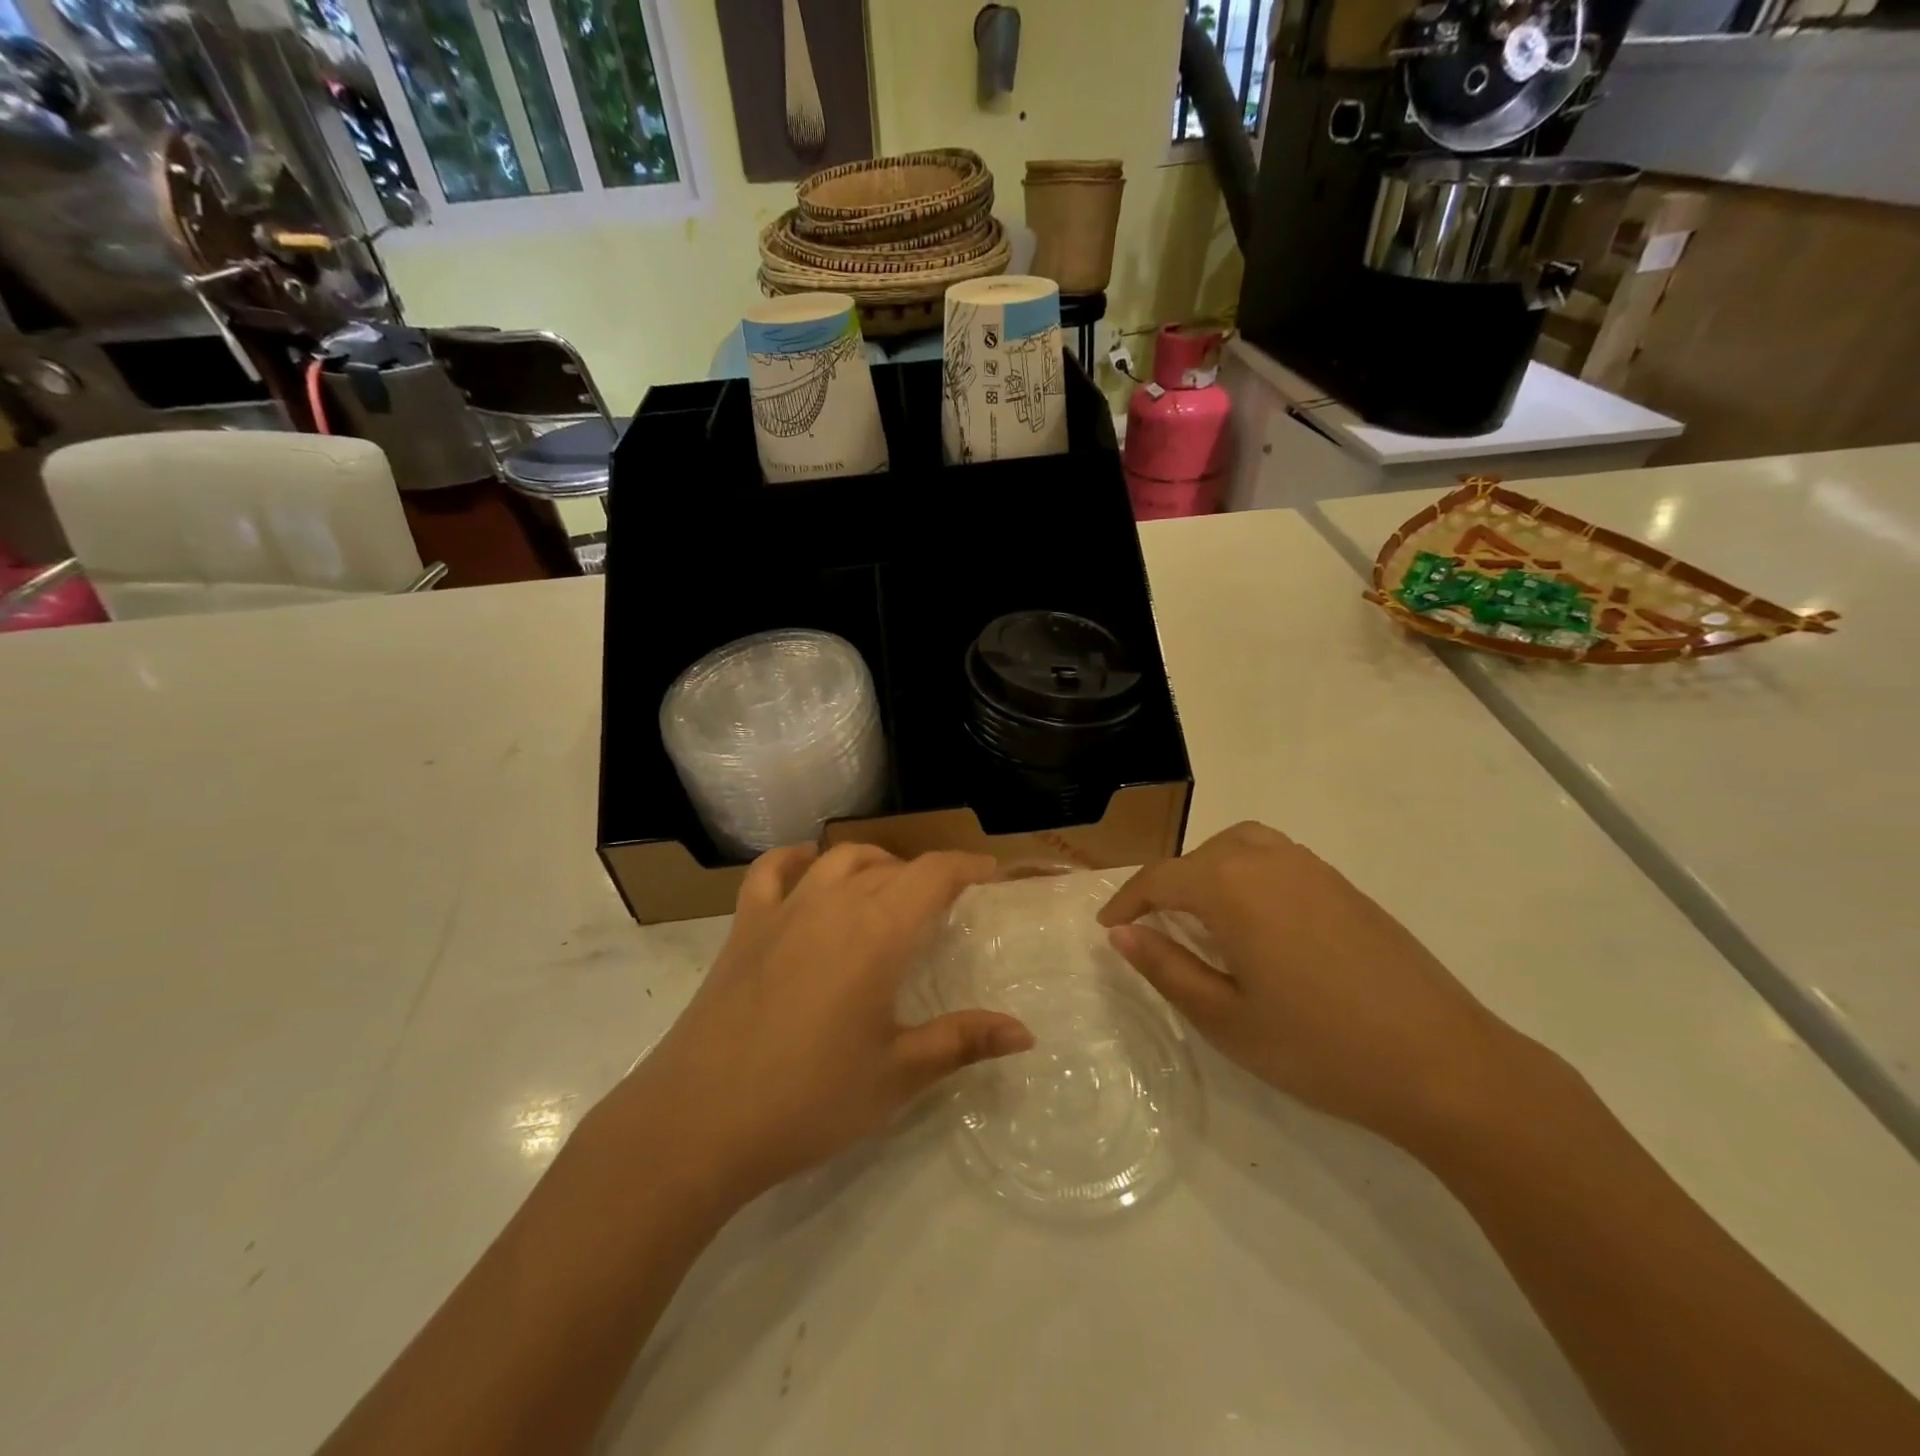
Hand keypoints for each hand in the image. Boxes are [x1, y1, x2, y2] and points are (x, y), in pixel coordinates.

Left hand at [613, 844, 1033, 1206]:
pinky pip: (772, 871)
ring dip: (873, 863)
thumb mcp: (897, 1075)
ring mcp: (783, 909)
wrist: (699, 1121)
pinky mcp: (744, 925)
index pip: (935, 874)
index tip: (992, 875)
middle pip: (891, 866)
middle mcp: (834, 903)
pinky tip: (809, 870)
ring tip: (889, 888)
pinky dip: (797, 859)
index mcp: (878, 932)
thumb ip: (962, 1041)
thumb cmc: (810, 1099)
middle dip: (926, 875)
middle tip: (945, 907)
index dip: (968, 867)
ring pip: (839, 859)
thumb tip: (1025, 1032)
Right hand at [1098, 821, 1526, 1145]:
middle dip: (1168, 885)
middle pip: (1200, 856)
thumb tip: (1122, 934)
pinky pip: (1277, 858)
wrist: (1444, 1064)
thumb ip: (1166, 968)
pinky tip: (1258, 921)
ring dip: (1209, 870)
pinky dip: (1247, 872)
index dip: (1127, 901)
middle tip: (1154, 928)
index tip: (1107, 927)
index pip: (1161, 879)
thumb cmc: (1320, 1047)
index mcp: (1233, 888)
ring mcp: (1313, 869)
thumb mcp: (1226, 1018)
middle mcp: (1269, 861)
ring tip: (1202, 915)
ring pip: (1241, 845)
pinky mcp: (1345, 886)